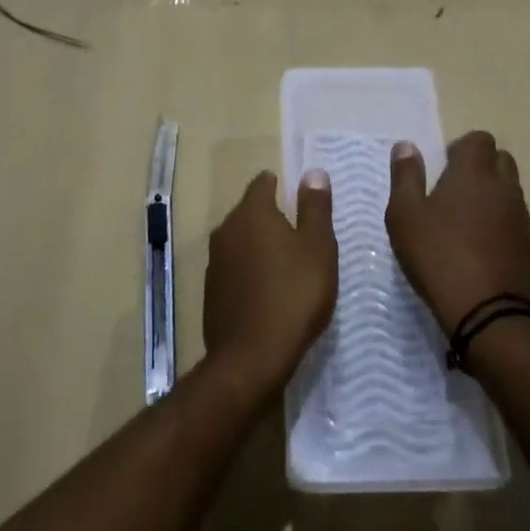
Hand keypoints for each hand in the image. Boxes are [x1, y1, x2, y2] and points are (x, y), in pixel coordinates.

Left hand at [203, 170, 337, 402]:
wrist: (251, 357)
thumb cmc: (294, 294)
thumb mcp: (318, 247)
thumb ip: (315, 207)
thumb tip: (313, 173)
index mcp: (252, 213)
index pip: (262, 184)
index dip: (278, 184)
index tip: (295, 194)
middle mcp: (226, 230)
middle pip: (249, 212)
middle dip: (269, 216)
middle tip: (297, 230)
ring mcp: (215, 262)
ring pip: (239, 241)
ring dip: (258, 245)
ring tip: (284, 261)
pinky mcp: (211, 292)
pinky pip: (234, 269)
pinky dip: (248, 271)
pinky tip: (266, 290)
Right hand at [385, 132, 529, 334]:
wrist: (487, 313)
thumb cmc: (438, 256)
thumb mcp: (405, 215)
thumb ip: (405, 176)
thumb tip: (406, 146)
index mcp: (474, 173)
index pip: (479, 139)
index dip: (461, 148)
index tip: (443, 169)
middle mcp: (504, 187)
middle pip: (500, 160)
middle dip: (480, 167)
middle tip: (453, 193)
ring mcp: (522, 217)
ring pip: (510, 191)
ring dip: (491, 196)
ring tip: (465, 223)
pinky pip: (517, 221)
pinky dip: (501, 224)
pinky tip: (481, 249)